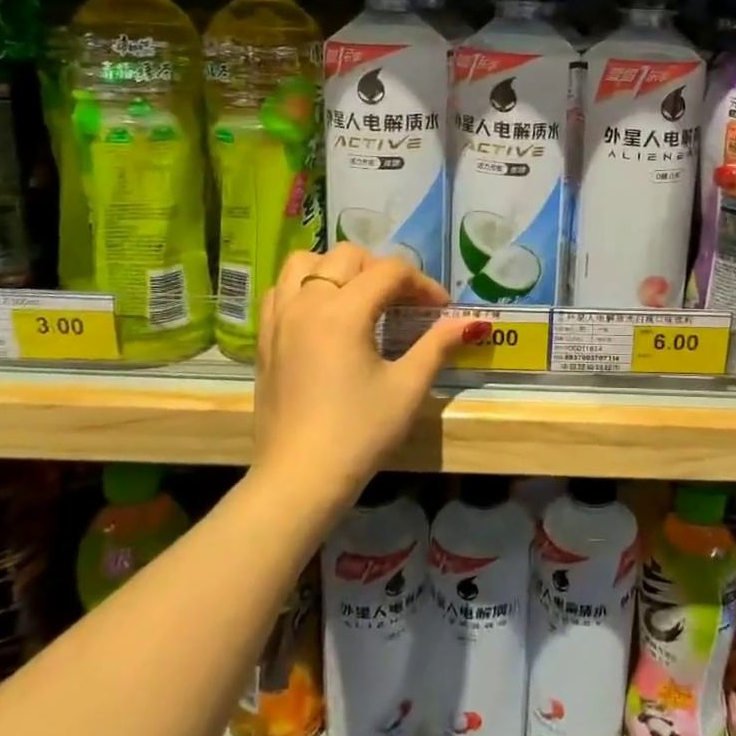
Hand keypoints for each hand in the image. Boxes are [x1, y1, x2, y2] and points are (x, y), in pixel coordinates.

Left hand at [254, 244, 485, 504]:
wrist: (299, 479)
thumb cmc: (359, 433)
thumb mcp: (407, 388)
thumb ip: (438, 345)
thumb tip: (472, 322)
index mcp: (343, 312)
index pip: (390, 272)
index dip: (422, 284)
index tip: (440, 309)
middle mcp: (306, 303)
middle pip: (347, 256)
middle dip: (382, 270)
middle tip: (404, 303)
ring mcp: (279, 319)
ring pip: (304, 263)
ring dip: (337, 270)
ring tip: (358, 297)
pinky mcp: (264, 339)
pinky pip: (279, 290)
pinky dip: (304, 287)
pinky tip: (323, 315)